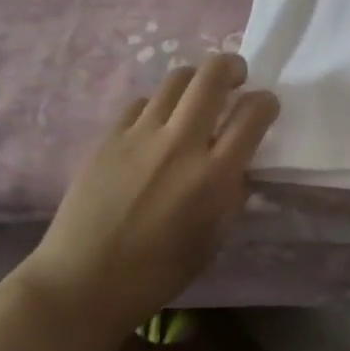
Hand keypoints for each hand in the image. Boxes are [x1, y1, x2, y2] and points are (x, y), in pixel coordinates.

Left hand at [17, 54, 278, 350]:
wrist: (82, 284)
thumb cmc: (157, 272)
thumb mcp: (213, 237)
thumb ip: (232, 194)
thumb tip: (238, 165)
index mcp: (214, 175)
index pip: (254, 113)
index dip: (267, 102)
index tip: (265, 107)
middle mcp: (181, 144)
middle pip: (213, 75)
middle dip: (232, 66)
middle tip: (236, 78)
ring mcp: (141, 136)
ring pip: (176, 79)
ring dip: (195, 81)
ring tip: (196, 97)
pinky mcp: (109, 137)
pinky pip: (141, 103)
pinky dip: (157, 106)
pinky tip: (155, 126)